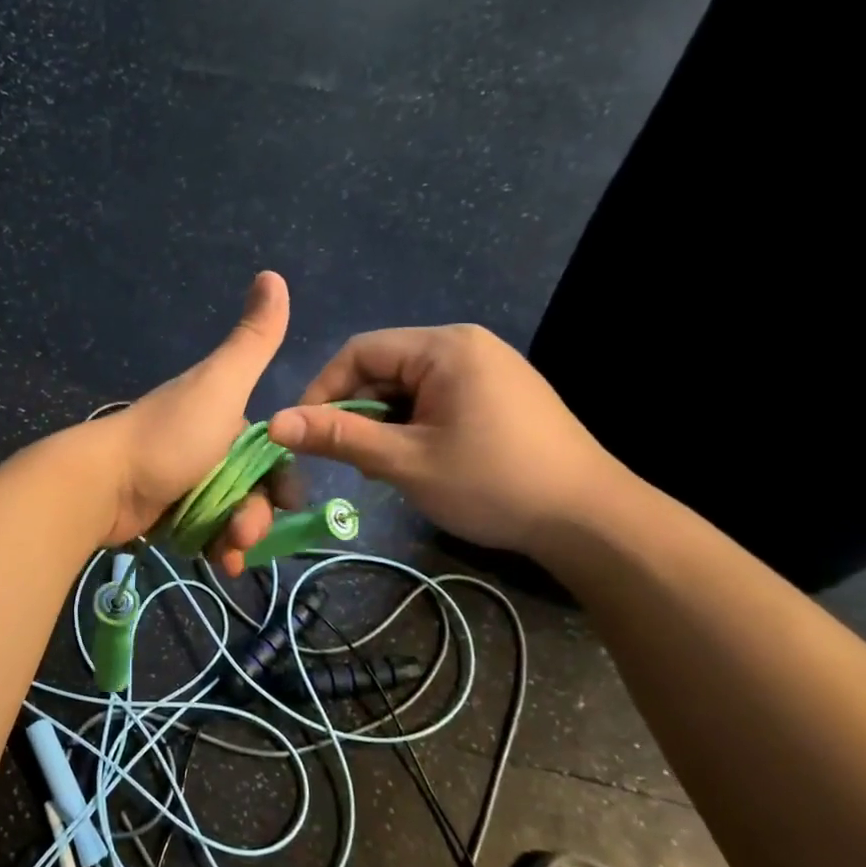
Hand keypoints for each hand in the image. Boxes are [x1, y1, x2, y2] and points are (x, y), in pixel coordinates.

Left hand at [90, 272, 289, 547]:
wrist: (103, 483)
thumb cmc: (170, 436)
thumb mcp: (221, 384)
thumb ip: (253, 338)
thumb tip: (273, 273)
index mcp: (222, 415)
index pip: (272, 453)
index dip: (283, 479)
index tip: (284, 503)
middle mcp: (207, 446)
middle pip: (254, 489)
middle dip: (259, 515)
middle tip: (244, 536)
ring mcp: (185, 481)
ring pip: (233, 515)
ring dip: (239, 536)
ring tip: (227, 554)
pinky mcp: (167, 513)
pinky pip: (207, 533)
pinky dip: (216, 547)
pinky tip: (217, 560)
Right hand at [250, 324, 627, 556]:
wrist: (591, 520)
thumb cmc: (493, 483)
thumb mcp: (406, 461)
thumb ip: (339, 438)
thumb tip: (274, 423)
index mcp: (444, 347)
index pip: (359, 352)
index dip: (324, 391)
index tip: (306, 434)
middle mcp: (466, 346)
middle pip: (384, 369)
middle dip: (358, 413)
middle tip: (353, 462)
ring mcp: (487, 369)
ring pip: (408, 388)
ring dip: (385, 425)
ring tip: (386, 468)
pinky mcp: (499, 394)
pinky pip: (436, 399)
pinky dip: (414, 427)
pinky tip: (418, 462)